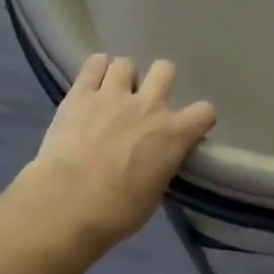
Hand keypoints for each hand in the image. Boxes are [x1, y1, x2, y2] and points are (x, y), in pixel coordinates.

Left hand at [27, 55, 216, 247]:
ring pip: (126, 62)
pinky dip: (96, 70)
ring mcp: (112, 95)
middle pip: (165, 69)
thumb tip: (156, 161)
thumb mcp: (154, 193)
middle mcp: (148, 106)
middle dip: (159, 81)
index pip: (205, 112)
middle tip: (146, 101)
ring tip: (112, 93)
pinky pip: (94, 63)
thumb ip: (161, 166)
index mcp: (173, 135)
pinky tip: (92, 84)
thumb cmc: (118, 211)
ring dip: (123, 76)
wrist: (68, 203)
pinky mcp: (80, 94)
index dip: (198, 119)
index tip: (188, 129)